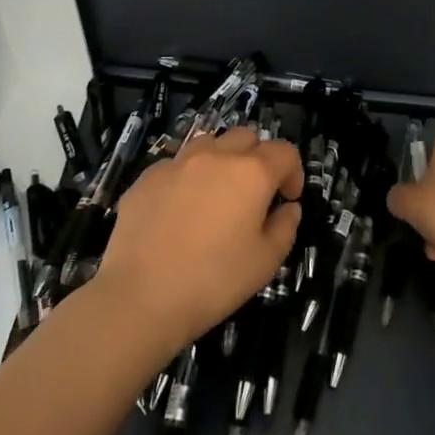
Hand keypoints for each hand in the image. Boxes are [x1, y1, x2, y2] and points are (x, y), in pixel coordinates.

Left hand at [92, 127, 302, 354]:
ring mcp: (176, 164)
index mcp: (250, 173)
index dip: (293, 172)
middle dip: (257, 158)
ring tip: (216, 195)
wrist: (141, 297)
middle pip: (245, 137)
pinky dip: (186, 179)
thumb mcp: (265, 262)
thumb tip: (287, 208)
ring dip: (221, 160)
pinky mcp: (146, 178)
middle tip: (254, 194)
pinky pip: (175, 166)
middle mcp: (215, 156)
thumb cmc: (213, 281)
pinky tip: (179, 212)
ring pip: (208, 144)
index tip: (287, 199)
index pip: (284, 152)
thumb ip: (285, 227)